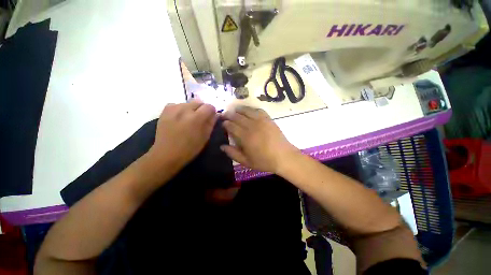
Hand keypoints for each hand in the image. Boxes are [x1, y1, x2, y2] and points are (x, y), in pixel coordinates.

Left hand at [148, 100, 216, 170]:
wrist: (166, 154)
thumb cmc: (189, 149)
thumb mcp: (205, 137)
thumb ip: (211, 123)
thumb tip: (216, 114)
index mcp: (196, 118)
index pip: (209, 106)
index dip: (212, 112)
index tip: (211, 117)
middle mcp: (185, 109)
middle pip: (199, 102)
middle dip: (202, 109)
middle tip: (200, 119)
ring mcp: (173, 108)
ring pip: (188, 102)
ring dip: (192, 109)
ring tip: (189, 119)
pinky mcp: (165, 110)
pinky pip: (178, 104)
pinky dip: (181, 109)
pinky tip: (180, 118)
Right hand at [221, 106, 299, 173]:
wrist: (283, 157)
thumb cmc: (264, 161)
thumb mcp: (246, 161)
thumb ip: (233, 153)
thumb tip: (222, 146)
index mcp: (245, 137)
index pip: (231, 126)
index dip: (225, 123)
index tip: (223, 123)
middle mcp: (251, 126)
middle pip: (237, 116)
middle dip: (229, 114)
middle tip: (225, 114)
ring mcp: (261, 121)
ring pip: (247, 111)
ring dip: (239, 109)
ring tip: (235, 109)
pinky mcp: (268, 119)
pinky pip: (258, 110)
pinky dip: (252, 109)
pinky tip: (249, 110)